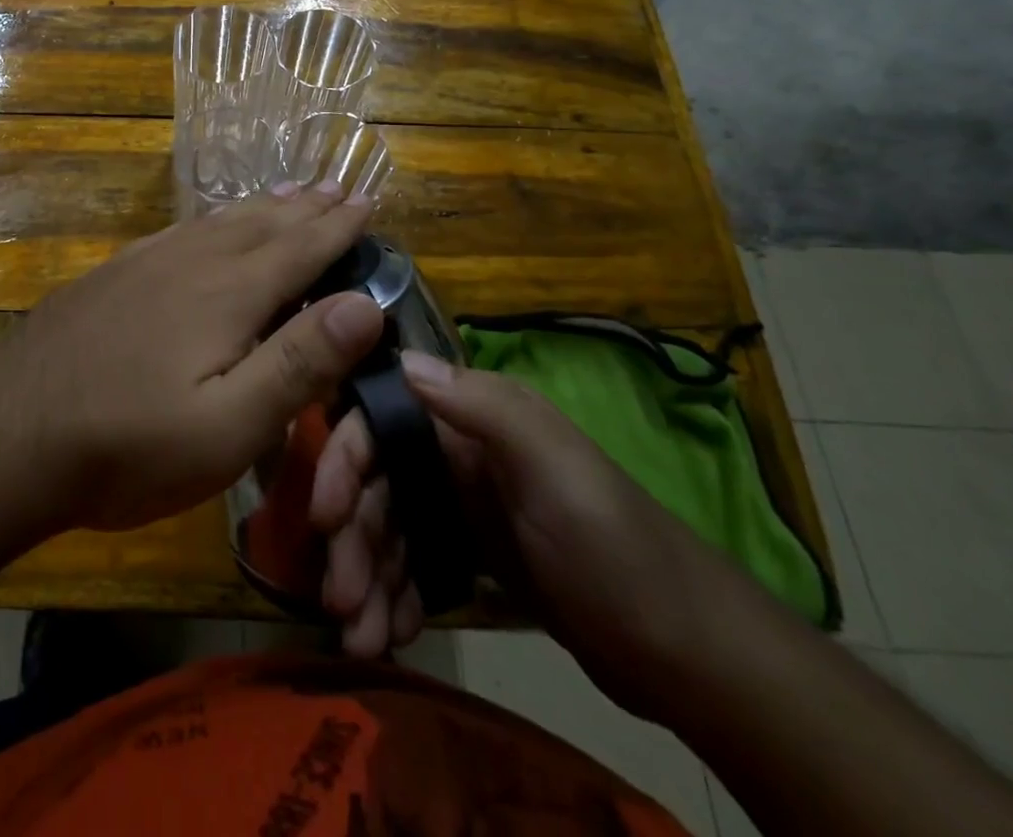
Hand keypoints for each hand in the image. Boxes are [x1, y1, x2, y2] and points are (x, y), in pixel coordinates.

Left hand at [0, 182, 384, 533]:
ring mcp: (144, 263)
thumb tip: (367, 303)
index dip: (338, 227)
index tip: (367, 200)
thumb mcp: (228, 426)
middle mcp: (190, 262)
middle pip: (261, 224)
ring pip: (218, 221)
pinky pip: (179, 230)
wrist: (8, 432)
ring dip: (262, 207)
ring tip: (288, 193)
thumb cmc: (128, 444)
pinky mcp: (113, 275)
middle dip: (305, 207)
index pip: (299, 248)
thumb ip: (299, 363)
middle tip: (336, 185)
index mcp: (228, 293)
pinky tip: (207, 224)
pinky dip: (211, 219)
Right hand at [309, 352, 742, 716]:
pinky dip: (395, 597)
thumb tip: (403, 360)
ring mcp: (462, 507)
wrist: (688, 652)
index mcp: (470, 420)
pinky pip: (414, 566)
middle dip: (352, 539)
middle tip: (340, 602)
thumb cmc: (617, 546)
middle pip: (377, 485)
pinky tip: (391, 635)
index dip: (343, 462)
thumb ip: (483, 407)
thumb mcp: (556, 468)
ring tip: (359, 638)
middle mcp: (456, 454)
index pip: (381, 423)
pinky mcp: (473, 556)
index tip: (323, 516)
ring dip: (366, 577)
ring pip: (389, 531)